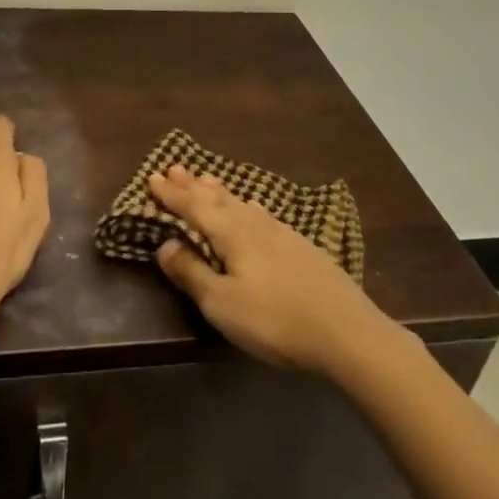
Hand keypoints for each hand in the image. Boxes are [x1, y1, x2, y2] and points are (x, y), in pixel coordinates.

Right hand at [150, 164, 387, 374]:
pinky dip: (246, 205)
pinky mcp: (300, 246)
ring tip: (205, 178)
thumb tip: (165, 244)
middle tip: (174, 167)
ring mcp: (281, 232)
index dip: (171, 194)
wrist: (347, 331)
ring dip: (219, 191)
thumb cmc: (275, 320)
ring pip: (241, 202)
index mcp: (231, 233)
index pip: (193, 207)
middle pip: (217, 198)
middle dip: (192, 185)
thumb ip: (192, 273)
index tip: (152, 177)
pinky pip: (261, 213)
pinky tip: (253, 208)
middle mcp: (254, 223)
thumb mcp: (222, 304)